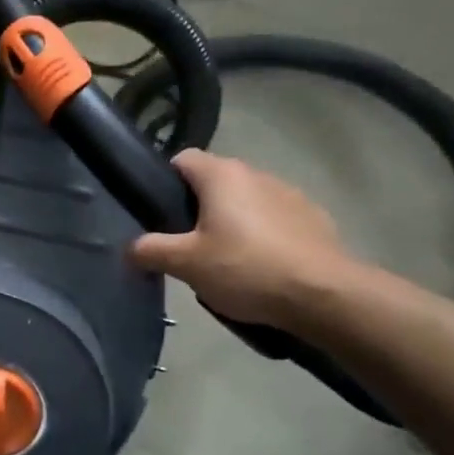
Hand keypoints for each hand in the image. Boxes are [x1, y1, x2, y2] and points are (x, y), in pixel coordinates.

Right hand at [129, 151, 358, 327]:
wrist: (324, 295)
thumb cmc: (246, 269)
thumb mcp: (186, 264)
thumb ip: (151, 250)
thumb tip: (129, 248)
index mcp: (222, 175)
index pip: (182, 159)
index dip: (164, 182)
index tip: (159, 214)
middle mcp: (256, 173)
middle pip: (214, 182)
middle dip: (197, 208)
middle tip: (186, 245)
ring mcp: (289, 193)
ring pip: (245, 200)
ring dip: (232, 221)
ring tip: (225, 260)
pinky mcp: (313, 217)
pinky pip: (274, 219)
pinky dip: (262, 235)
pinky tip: (261, 266)